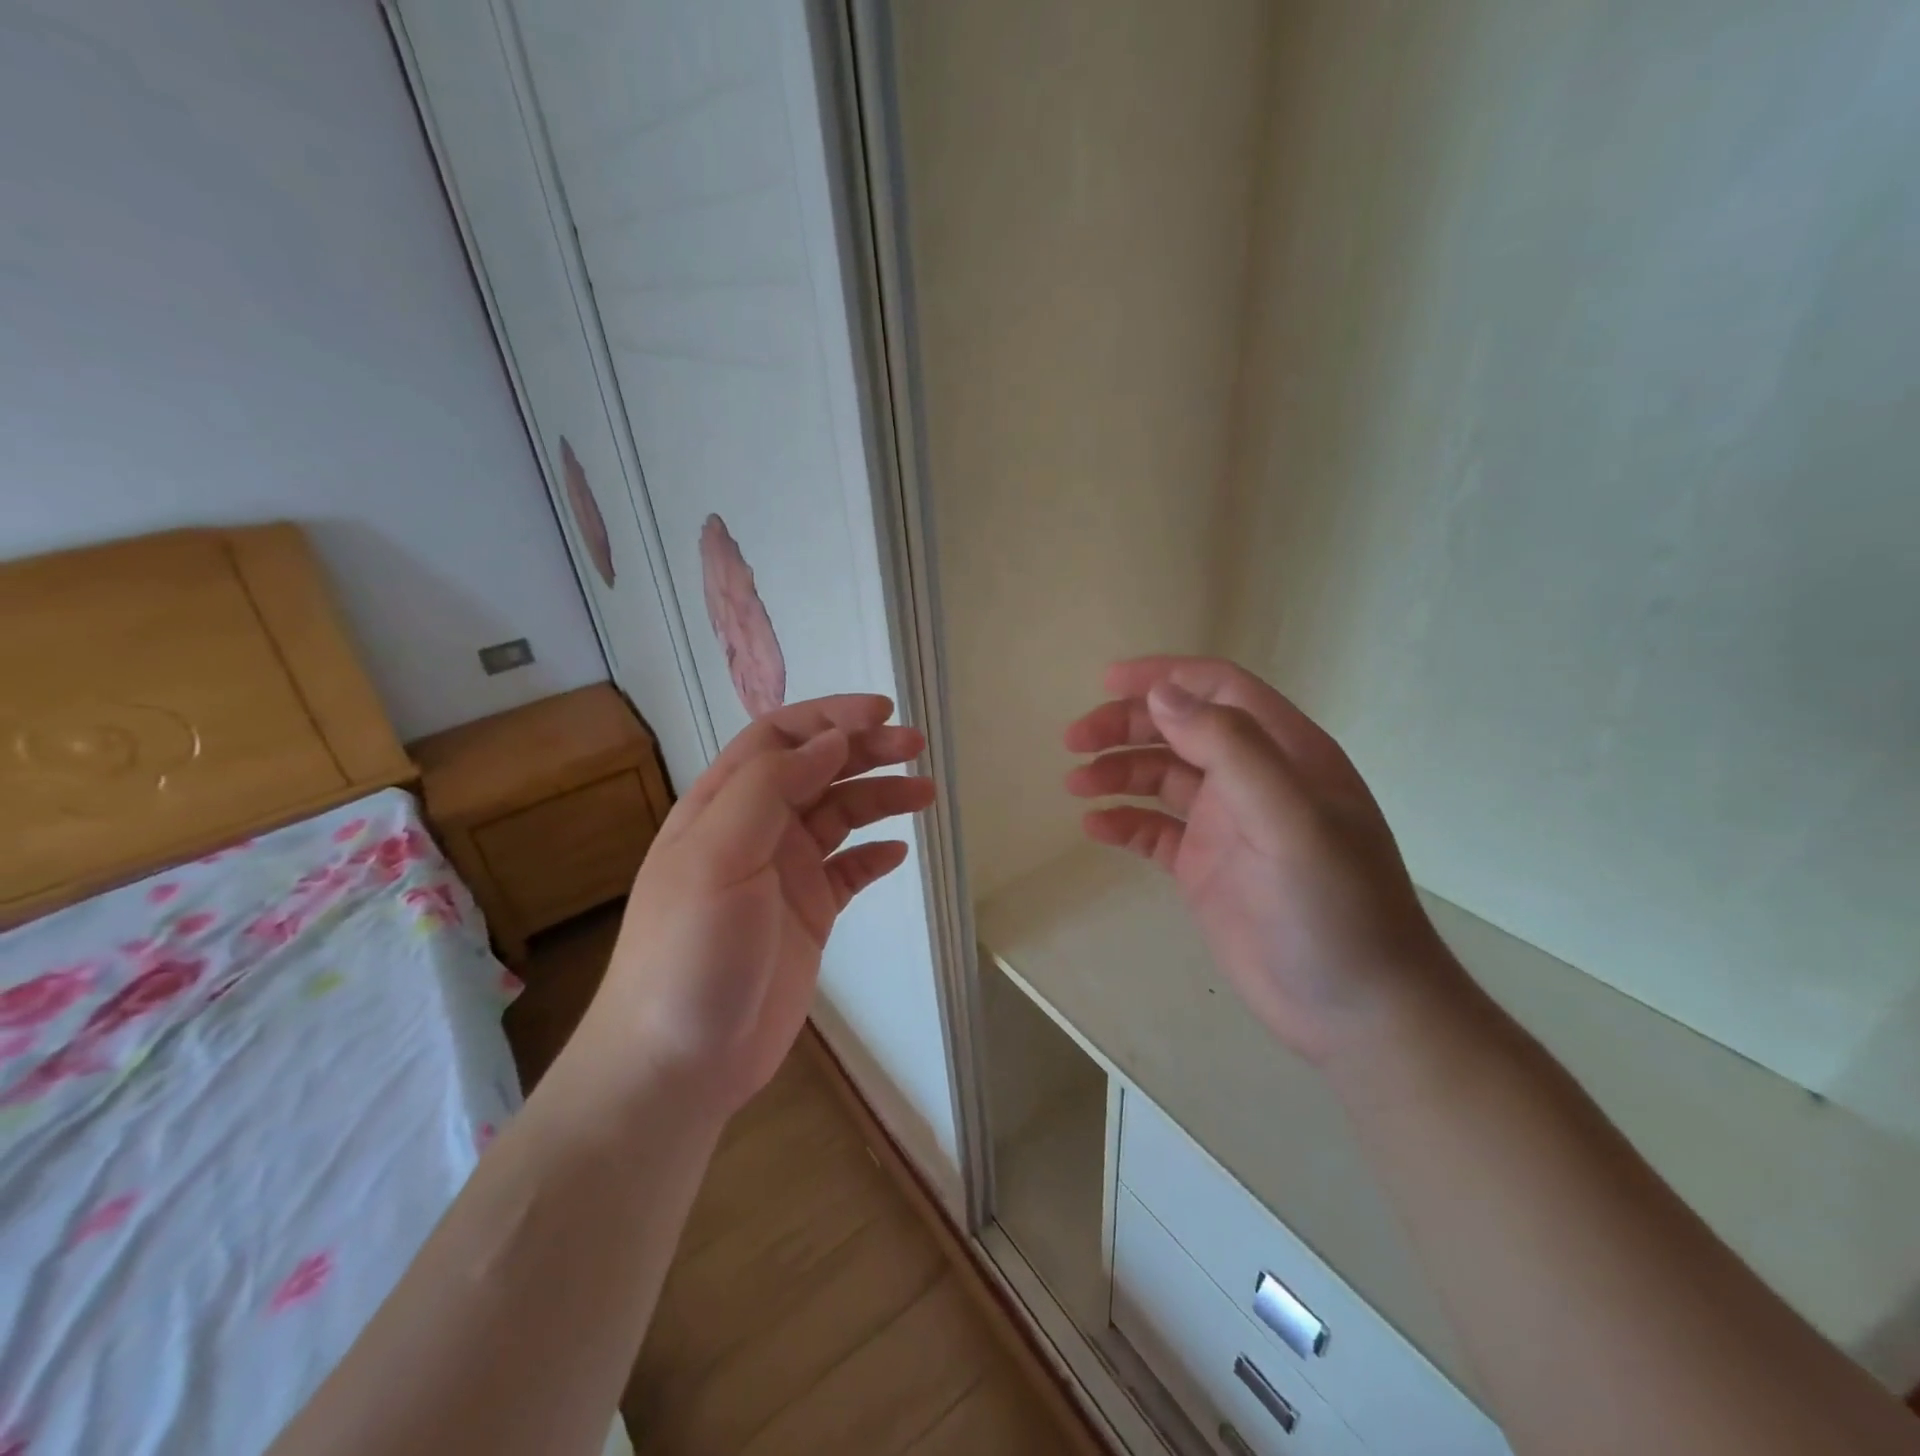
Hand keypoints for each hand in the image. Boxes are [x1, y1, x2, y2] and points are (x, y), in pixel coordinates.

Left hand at [583, 695, 933, 1117]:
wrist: (680, 1063)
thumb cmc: (691, 951)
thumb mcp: (719, 855)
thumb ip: (770, 788)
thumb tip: (830, 741)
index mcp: (723, 805)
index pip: (779, 738)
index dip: (830, 717)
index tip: (883, 713)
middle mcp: (755, 831)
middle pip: (816, 770)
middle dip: (865, 750)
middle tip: (916, 746)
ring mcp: (783, 874)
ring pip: (839, 816)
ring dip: (880, 797)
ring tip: (925, 793)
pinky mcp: (808, 915)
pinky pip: (848, 872)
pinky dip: (874, 856)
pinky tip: (898, 853)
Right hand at [1064, 656, 1455, 1064]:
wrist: (1356, 1012)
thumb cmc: (1334, 908)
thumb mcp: (1290, 820)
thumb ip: (1230, 749)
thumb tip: (1162, 693)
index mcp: (1286, 753)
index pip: (1219, 689)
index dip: (1164, 676)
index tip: (1105, 682)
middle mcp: (1254, 780)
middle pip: (1180, 729)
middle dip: (1126, 726)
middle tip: (1074, 740)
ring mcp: (1227, 825)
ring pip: (1161, 778)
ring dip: (1117, 773)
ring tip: (1076, 785)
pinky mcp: (1205, 867)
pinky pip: (1154, 830)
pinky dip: (1123, 822)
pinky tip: (1095, 828)